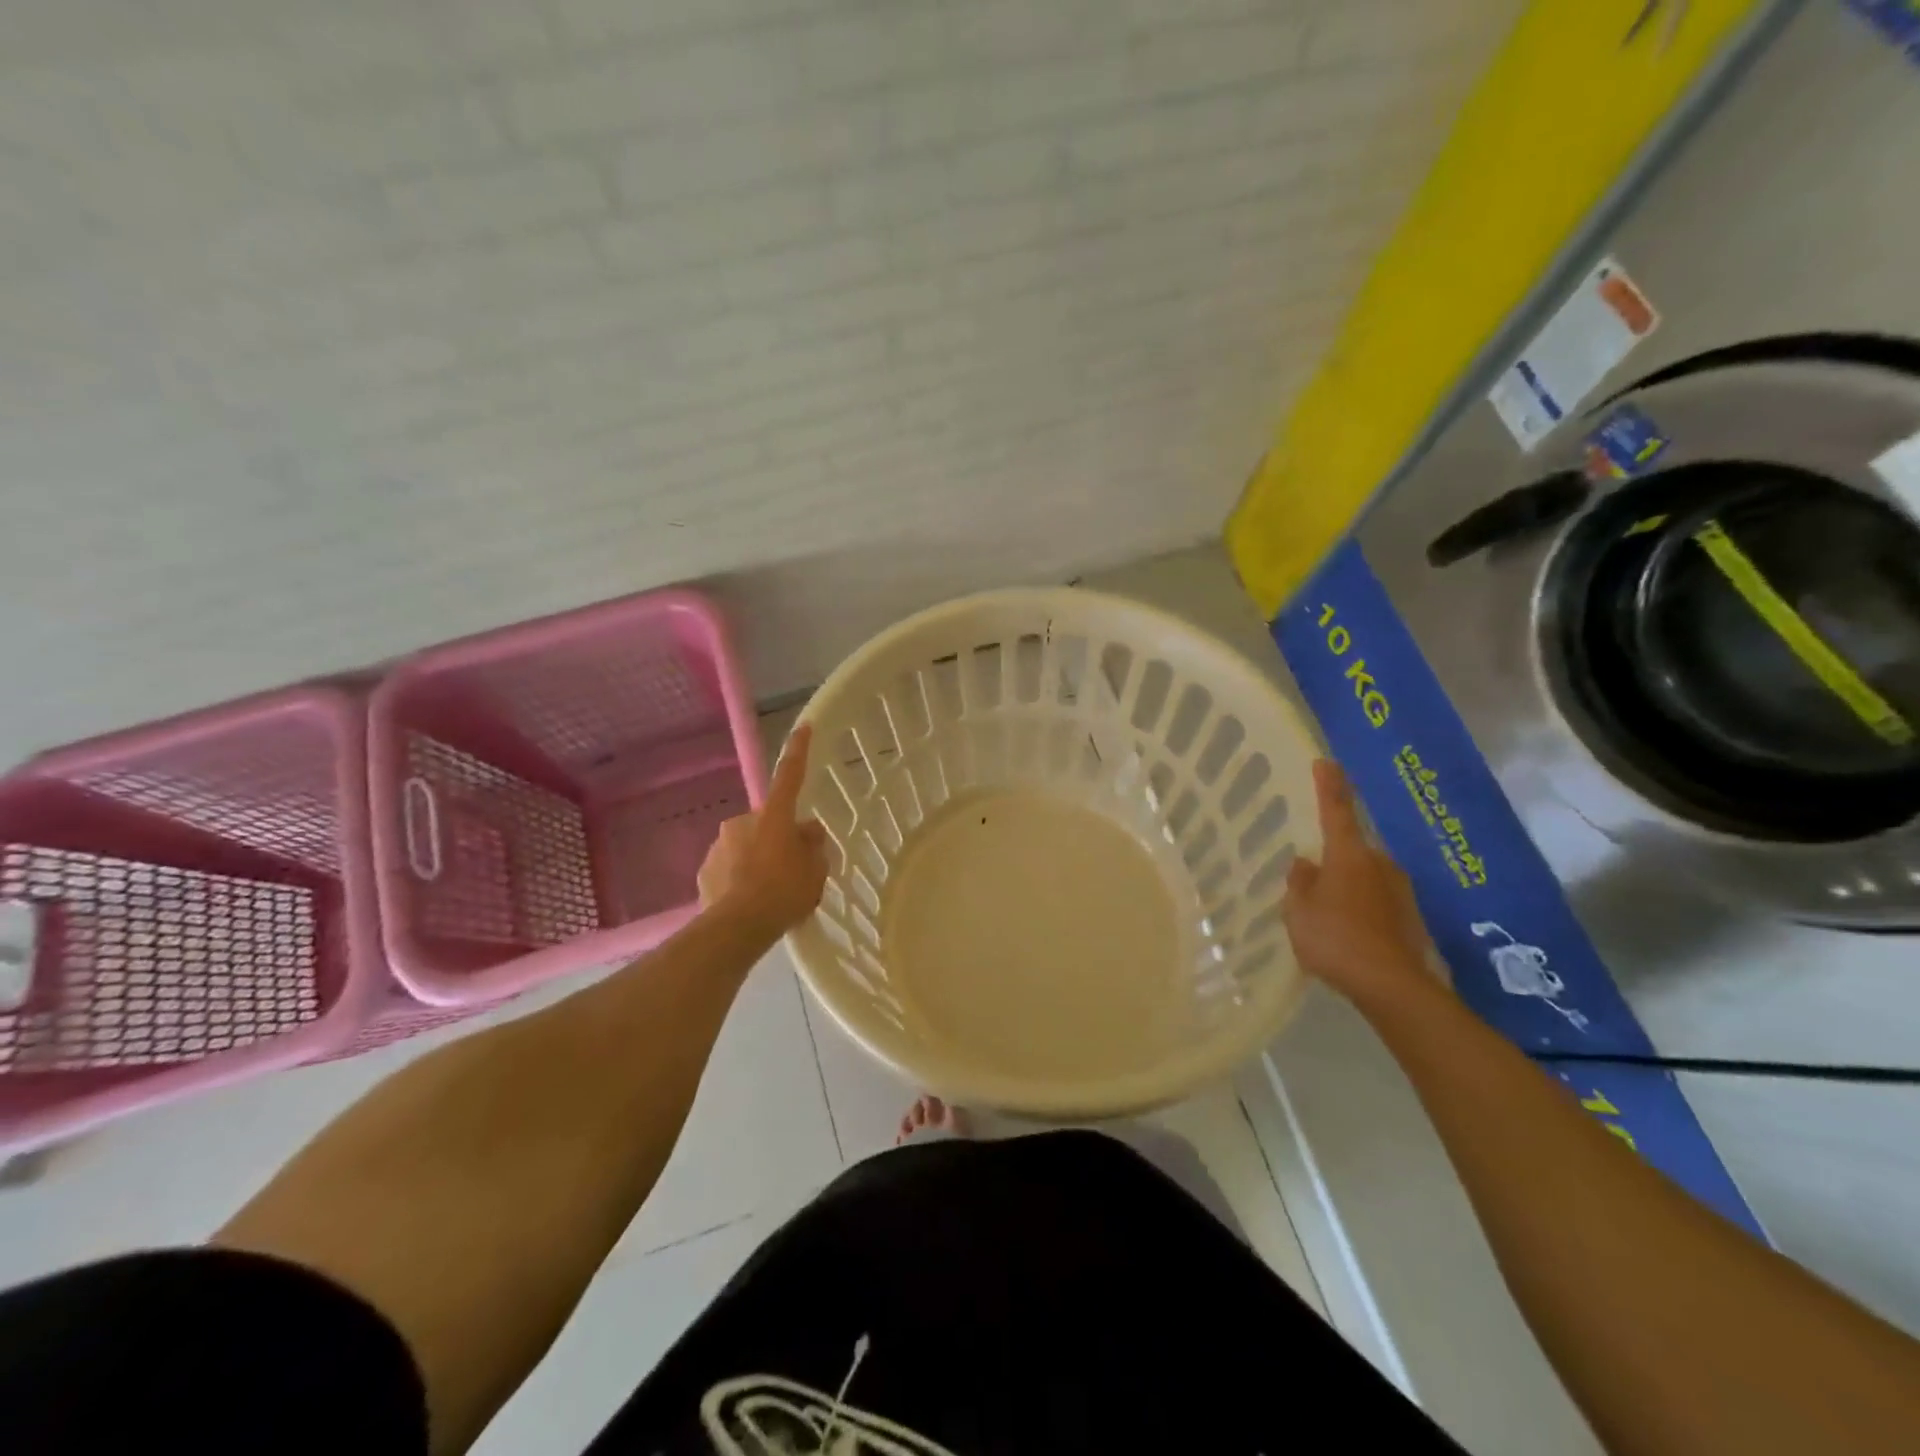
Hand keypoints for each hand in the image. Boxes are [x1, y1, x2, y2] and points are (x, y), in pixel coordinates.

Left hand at [698, 723, 830, 937]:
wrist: (736, 928)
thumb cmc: (784, 892)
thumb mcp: (816, 871)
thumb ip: (814, 846)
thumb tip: (809, 831)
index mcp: (774, 816)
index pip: (790, 775)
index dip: (799, 751)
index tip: (803, 727)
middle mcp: (743, 821)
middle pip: (768, 822)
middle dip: (779, 837)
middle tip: (794, 867)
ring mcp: (720, 845)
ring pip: (747, 845)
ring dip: (758, 859)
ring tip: (771, 892)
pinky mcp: (705, 871)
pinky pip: (729, 868)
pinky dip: (740, 878)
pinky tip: (749, 902)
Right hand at [1282, 759, 1443, 1006]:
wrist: (1393, 987)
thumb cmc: (1336, 938)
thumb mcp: (1299, 910)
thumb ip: (1299, 882)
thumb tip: (1305, 863)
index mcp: (1349, 855)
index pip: (1336, 810)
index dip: (1329, 785)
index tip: (1325, 762)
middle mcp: (1380, 864)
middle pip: (1352, 850)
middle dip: (1334, 859)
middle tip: (1311, 879)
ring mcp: (1400, 891)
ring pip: (1365, 878)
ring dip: (1348, 886)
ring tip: (1327, 914)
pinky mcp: (1411, 917)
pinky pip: (1377, 902)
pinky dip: (1362, 909)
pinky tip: (1349, 934)